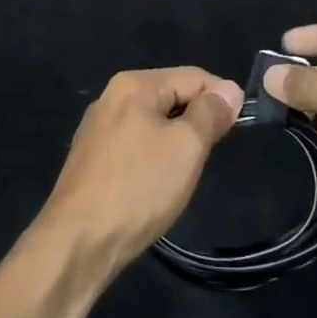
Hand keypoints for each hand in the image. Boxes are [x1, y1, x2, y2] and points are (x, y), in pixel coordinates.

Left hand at [38, 68, 243, 275]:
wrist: (79, 241)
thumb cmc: (139, 188)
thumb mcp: (186, 147)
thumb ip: (210, 113)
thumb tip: (229, 90)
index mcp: (133, 85)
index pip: (193, 76)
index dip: (221, 98)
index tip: (237, 129)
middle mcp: (111, 97)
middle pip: (172, 95)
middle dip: (197, 121)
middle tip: (208, 156)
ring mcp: (97, 129)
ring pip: (154, 122)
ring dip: (176, 141)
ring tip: (184, 173)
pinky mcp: (91, 158)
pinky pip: (136, 144)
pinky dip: (154, 157)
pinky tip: (156, 184)